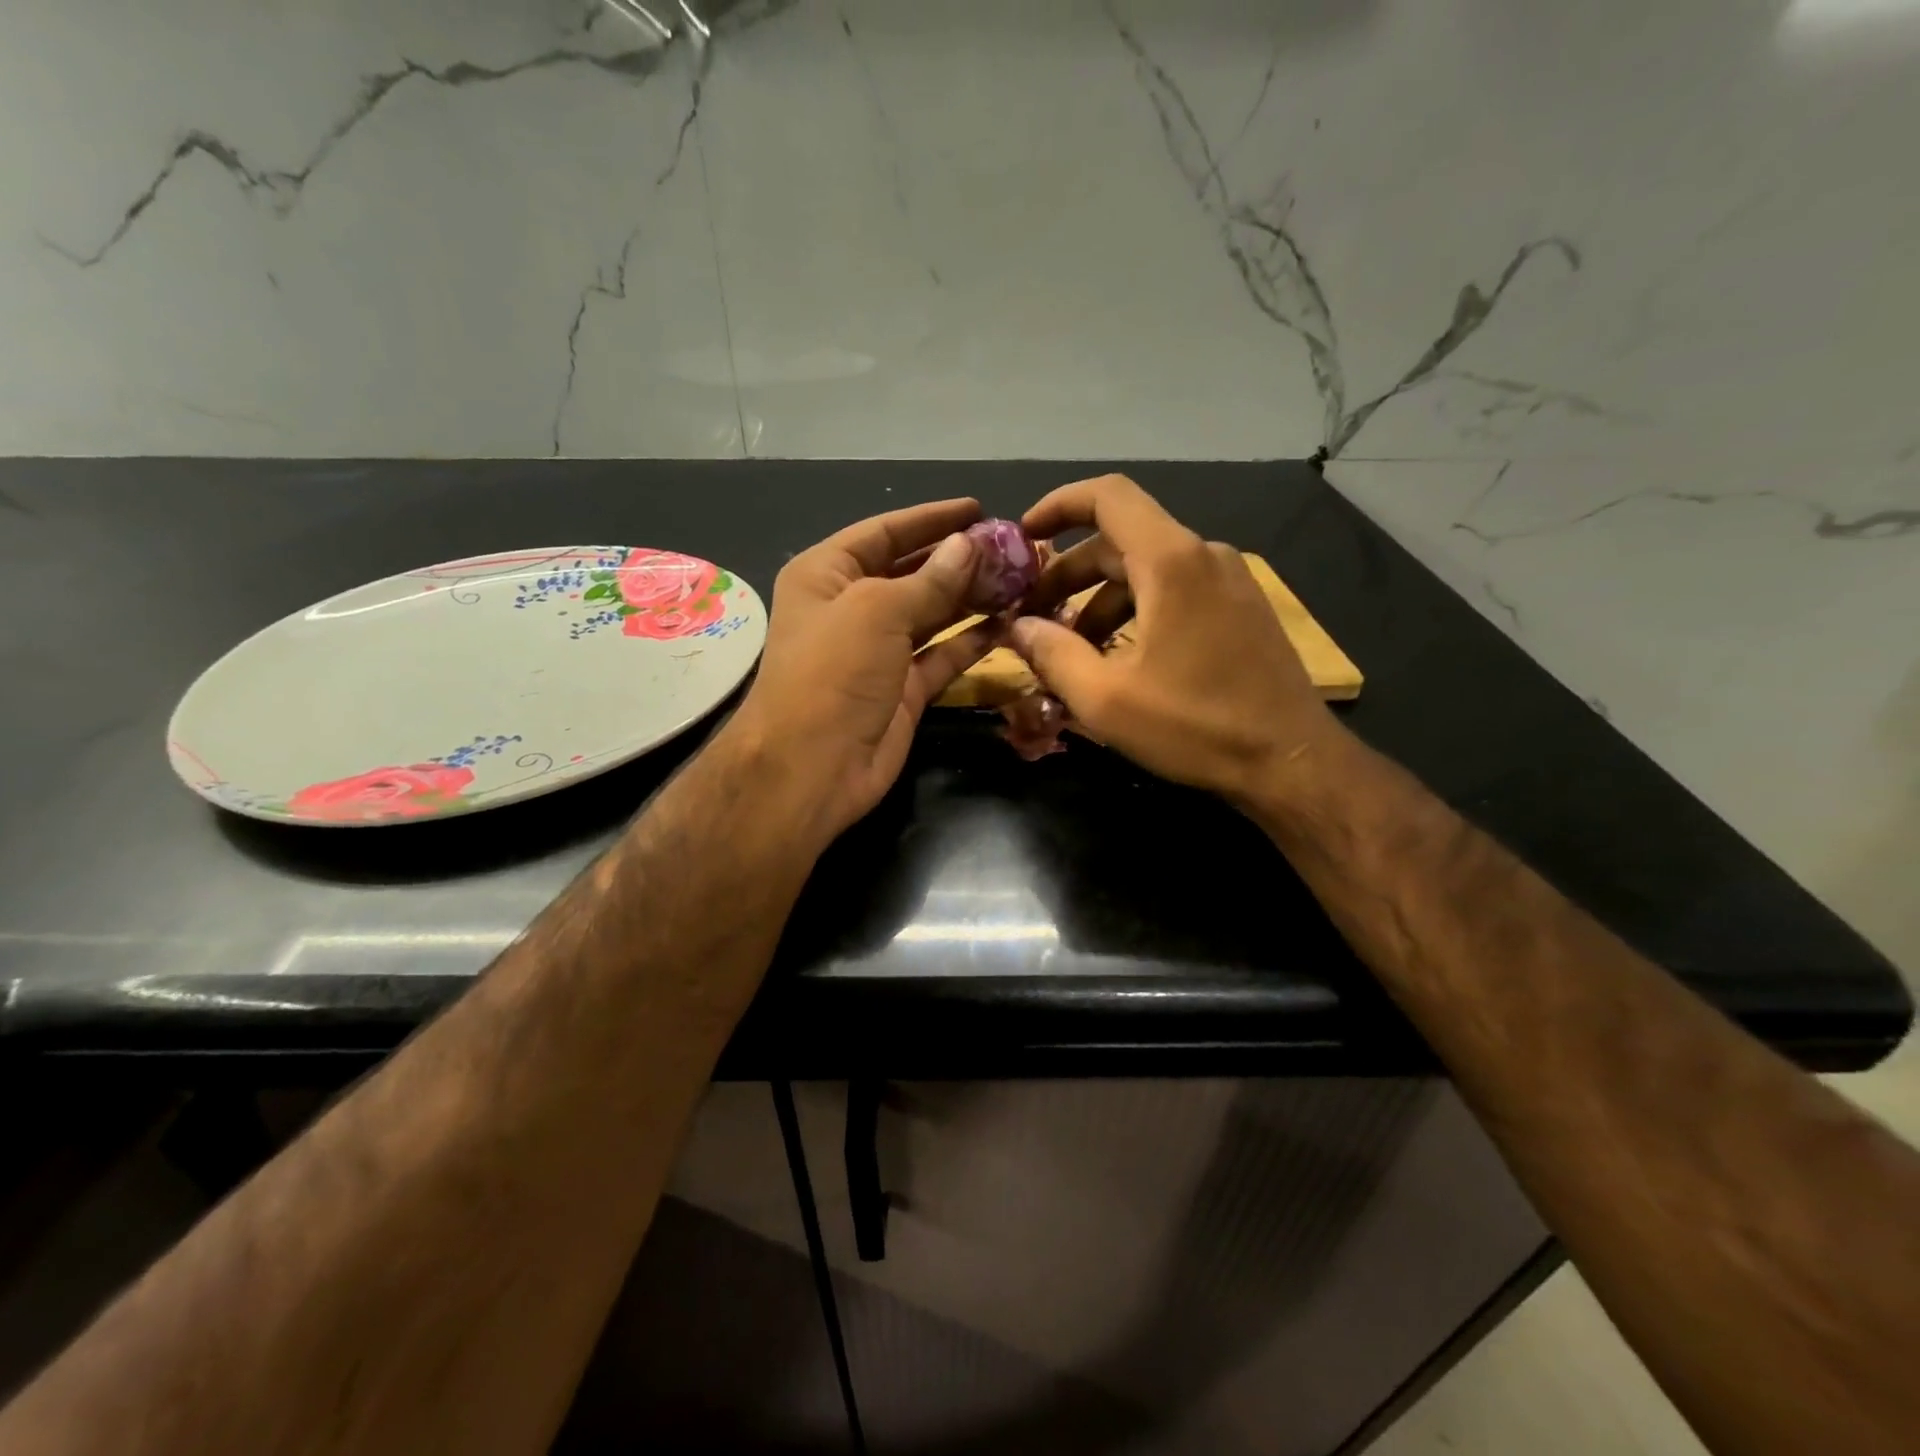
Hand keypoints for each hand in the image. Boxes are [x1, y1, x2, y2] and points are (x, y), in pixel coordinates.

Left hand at [726, 498, 996, 842]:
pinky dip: (973, 641)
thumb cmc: (832, 672)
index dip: (930, 519)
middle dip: (958, 560)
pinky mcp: (905, 689)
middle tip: (1011, 548)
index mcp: (827, 575)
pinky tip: (1008, 622)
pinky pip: (943, 655)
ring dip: (971, 598)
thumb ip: (929, 580)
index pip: (884, 532)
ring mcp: (880, 651)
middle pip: (912, 572)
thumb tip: (968, 546)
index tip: (977, 508)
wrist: (812, 767)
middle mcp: (852, 608)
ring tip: (1019, 579)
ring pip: (933, 614)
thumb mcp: (877, 611)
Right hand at [1009, 474, 1340, 802]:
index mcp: (1171, 562)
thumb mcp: (1105, 698)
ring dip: (1099, 602)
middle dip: (1069, 575)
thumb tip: (1017, 627)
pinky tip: (1118, 659)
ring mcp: (1228, 580)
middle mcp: (1203, 555)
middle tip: (1033, 617)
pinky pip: (1174, 591)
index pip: (1108, 496)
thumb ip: (1051, 653)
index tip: (1024, 536)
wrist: (1290, 760)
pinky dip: (1135, 611)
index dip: (1058, 505)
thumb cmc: (1194, 726)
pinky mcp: (1240, 607)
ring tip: (1072, 652)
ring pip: (1146, 571)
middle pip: (1121, 540)